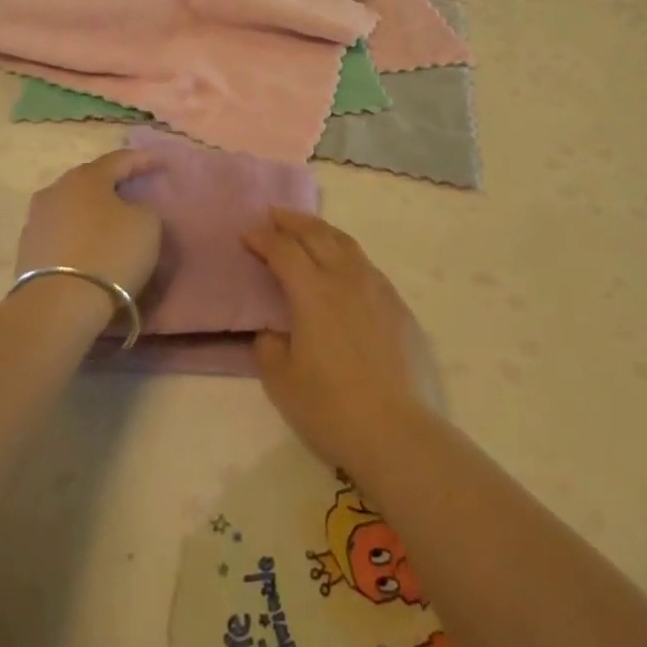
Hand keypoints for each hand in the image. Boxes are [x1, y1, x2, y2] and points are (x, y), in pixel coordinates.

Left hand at [15, 149, 163, 298]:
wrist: (58, 306)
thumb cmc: (110, 254)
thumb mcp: (147, 225)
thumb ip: (143, 209)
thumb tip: (130, 211)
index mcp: (86, 177)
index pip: (120, 160)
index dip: (143, 160)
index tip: (160, 163)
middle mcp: (56, 190)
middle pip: (91, 181)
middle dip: (113, 184)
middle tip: (133, 190)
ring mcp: (36, 220)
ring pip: (73, 207)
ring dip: (92, 211)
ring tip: (111, 221)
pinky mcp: (27, 251)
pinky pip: (61, 234)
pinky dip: (78, 236)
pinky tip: (89, 247)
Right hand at [243, 210, 438, 475]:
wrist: (399, 432)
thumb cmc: (332, 408)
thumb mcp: (282, 382)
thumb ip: (269, 347)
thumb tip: (272, 330)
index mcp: (312, 291)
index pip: (283, 250)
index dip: (262, 238)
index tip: (247, 234)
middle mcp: (345, 277)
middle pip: (316, 234)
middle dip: (291, 220)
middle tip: (274, 214)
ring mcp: (376, 288)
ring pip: (345, 243)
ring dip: (321, 230)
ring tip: (307, 228)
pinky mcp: (398, 305)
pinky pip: (366, 264)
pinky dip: (346, 252)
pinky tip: (343, 264)